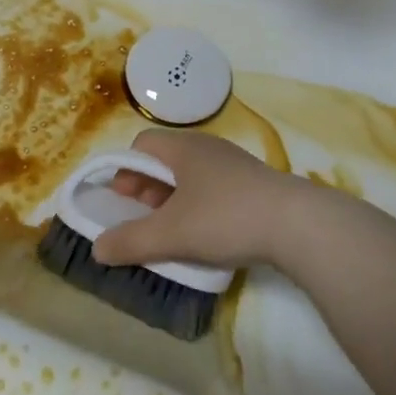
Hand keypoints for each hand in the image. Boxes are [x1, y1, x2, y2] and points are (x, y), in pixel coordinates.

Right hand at [90, 129, 323, 272]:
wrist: (298, 225)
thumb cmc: (226, 218)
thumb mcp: (170, 234)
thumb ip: (130, 241)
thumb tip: (97, 249)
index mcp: (183, 148)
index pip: (142, 145)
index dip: (125, 170)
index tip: (122, 199)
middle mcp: (208, 147)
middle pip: (165, 160)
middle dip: (147, 188)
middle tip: (142, 216)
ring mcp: (235, 164)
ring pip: (191, 175)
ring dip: (173, 199)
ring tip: (172, 230)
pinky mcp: (255, 184)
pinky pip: (214, 188)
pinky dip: (200, 205)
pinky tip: (206, 233)